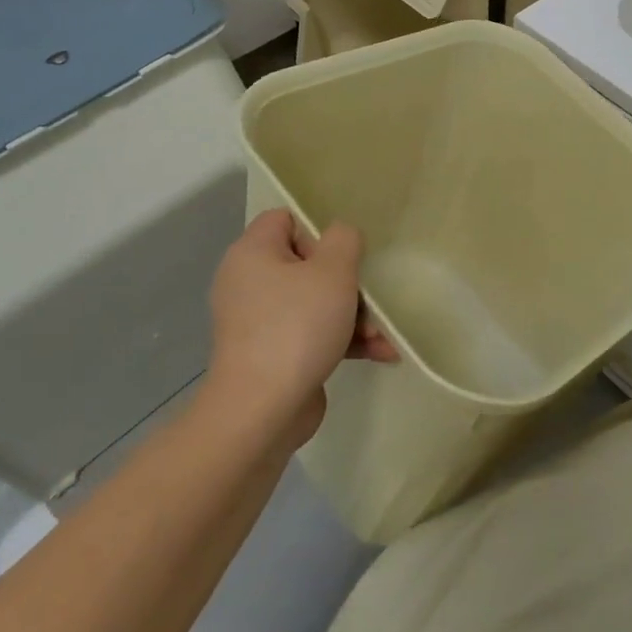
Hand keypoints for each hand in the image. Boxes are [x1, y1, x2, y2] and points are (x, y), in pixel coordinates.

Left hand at [205, 209, 395, 445]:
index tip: (343, 255)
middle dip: (346, 282)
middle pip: (306, 264)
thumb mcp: (333, 271)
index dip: (318, 231)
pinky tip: (380, 353)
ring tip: (383, 335)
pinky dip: (341, 340)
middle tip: (369, 297)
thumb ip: (344, 240)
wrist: (261, 411)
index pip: (284, 219)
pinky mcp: (271, 355)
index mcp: (252, 253)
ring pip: (314, 302)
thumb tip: (340, 237)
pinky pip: (311, 334)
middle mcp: (249, 282)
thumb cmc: (296, 327)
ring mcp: (258, 322)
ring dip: (353, 315)